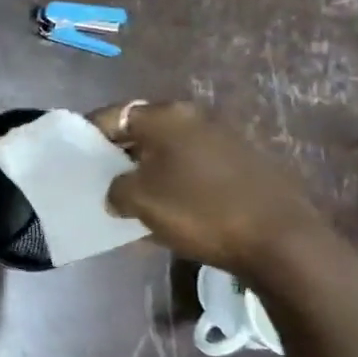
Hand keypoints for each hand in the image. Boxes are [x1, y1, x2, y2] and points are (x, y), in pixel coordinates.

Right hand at [91, 101, 329, 276]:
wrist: (281, 241)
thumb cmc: (199, 211)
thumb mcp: (139, 201)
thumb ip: (116, 190)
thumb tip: (118, 192)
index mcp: (165, 116)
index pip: (112, 115)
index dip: (89, 134)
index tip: (76, 156)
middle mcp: (194, 117)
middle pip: (142, 131)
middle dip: (120, 154)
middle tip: (102, 179)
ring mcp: (223, 139)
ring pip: (169, 151)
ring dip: (149, 170)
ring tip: (134, 199)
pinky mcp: (243, 164)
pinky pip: (194, 168)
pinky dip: (176, 182)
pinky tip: (171, 211)